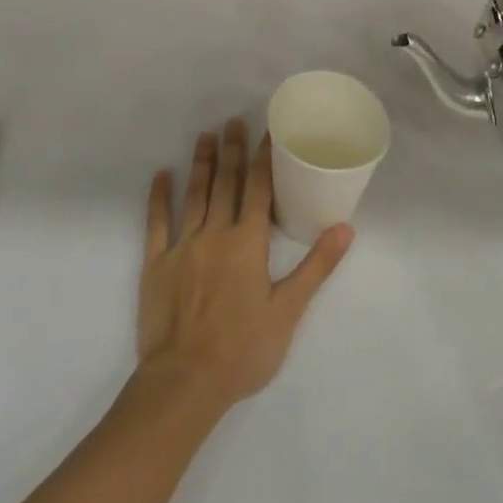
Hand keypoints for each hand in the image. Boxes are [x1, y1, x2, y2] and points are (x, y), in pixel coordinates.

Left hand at [135, 120, 351, 414]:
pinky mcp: (156, 263)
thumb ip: (316, 266)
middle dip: (231, 150)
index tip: (267, 131)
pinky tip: (161, 175)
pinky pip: (156, 222)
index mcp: (248, 243)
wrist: (185, 381)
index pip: (258, 189)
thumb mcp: (288, 311)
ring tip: (204, 135)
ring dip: (201, 163)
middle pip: (225, 183)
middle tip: (232, 120)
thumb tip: (346, 228)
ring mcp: (182, 246)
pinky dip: (159, 197)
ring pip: (194, 195)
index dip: (264, 158)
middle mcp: (215, 234)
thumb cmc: (243, 349)